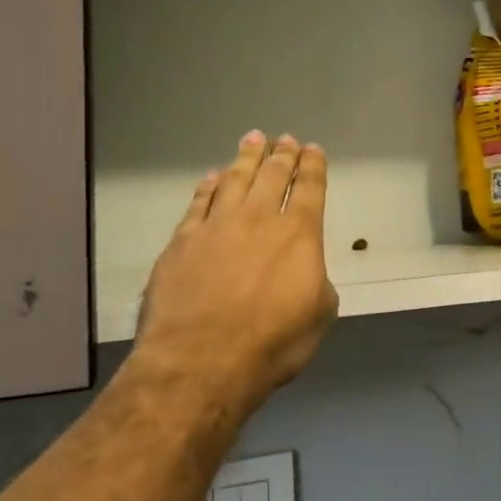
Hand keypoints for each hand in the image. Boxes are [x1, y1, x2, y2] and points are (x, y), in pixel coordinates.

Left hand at [137, 131, 338, 404]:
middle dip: (282, 154)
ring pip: (236, 179)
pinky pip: (199, 203)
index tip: (313, 149)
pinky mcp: (182, 242)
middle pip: (273, 175)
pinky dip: (209, 186)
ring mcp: (216, 227)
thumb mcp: (318, 315)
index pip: (310, 188)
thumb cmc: (272, 342)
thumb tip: (306, 271)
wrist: (201, 361)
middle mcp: (259, 219)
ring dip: (247, 158)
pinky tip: (212, 177)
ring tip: (253, 139)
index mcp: (300, 234)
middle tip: (285, 139)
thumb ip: (316, 281)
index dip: (313, 166)